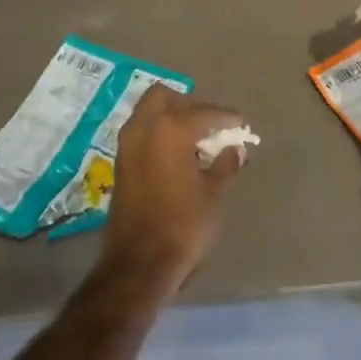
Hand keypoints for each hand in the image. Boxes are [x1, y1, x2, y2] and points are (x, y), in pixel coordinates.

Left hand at [103, 86, 248, 293]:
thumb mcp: (212, 194)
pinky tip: (177, 154)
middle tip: (210, 125)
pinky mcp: (119, 163)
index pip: (204, 112)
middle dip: (189, 105)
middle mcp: (144, 128)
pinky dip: (158, 134)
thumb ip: (224, 164)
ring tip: (195, 139)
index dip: (226, 118)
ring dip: (170, 117)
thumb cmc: (183, 225)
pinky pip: (141, 132)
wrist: (139, 263)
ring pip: (148, 112)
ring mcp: (127, 145)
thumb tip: (236, 149)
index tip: (241, 125)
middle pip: (165, 97)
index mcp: (171, 130)